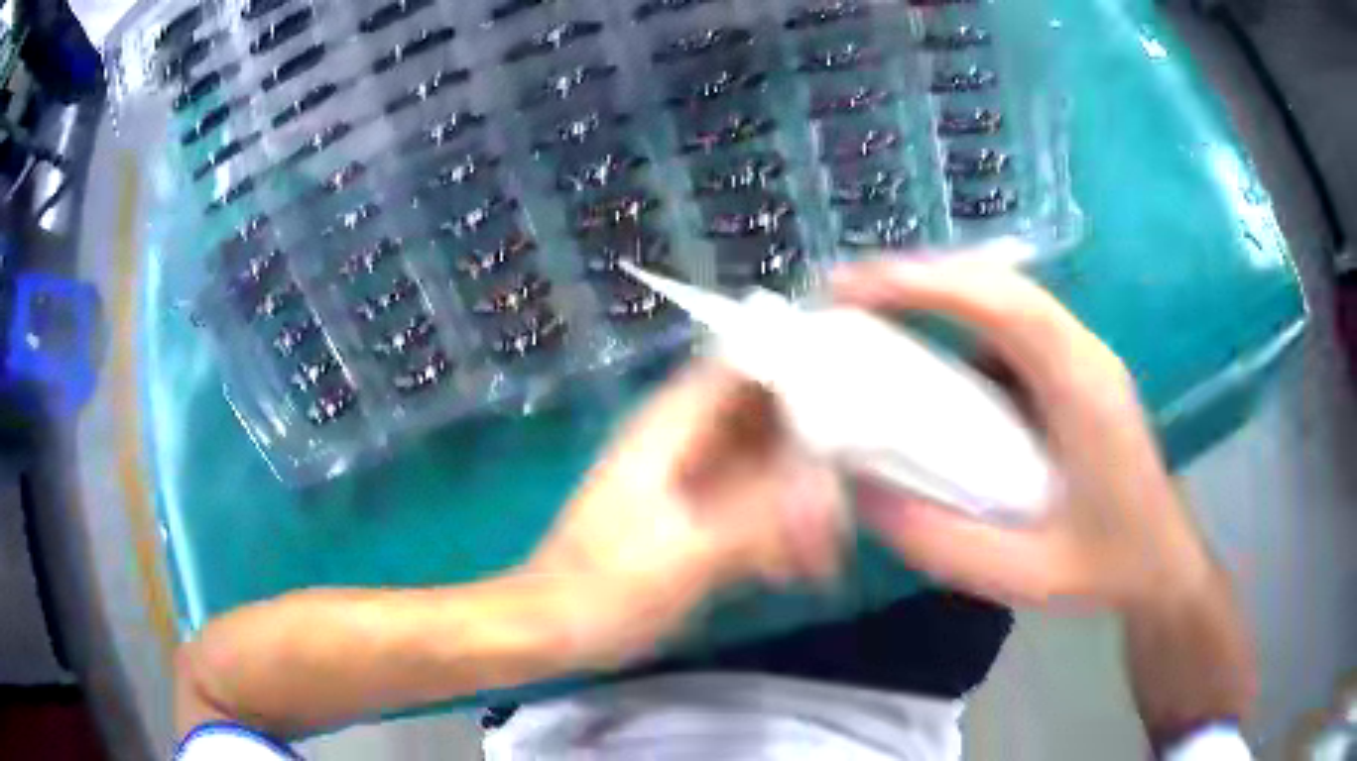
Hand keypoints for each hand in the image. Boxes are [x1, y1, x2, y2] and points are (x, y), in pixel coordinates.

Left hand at [523, 361, 843, 665]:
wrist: (556, 628)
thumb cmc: (607, 588)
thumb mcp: (687, 553)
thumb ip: (761, 516)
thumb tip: (830, 491)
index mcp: (673, 426)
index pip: (745, 362)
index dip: (801, 363)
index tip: (855, 387)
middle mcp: (686, 441)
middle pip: (767, 413)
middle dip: (815, 447)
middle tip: (855, 490)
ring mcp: (693, 480)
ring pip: (768, 464)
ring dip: (802, 500)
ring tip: (829, 549)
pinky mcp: (699, 516)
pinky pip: (756, 504)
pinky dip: (782, 529)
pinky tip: (799, 570)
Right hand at [834, 257, 1214, 611]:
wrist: (1162, 561)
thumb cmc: (1109, 566)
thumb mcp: (1027, 575)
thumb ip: (947, 543)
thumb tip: (865, 496)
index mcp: (1083, 387)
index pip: (1007, 305)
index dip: (930, 284)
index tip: (857, 289)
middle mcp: (1082, 353)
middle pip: (999, 284)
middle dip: (920, 278)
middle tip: (847, 296)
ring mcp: (1078, 357)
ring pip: (1003, 298)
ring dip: (938, 294)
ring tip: (874, 315)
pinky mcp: (1070, 372)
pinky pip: (1009, 328)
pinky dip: (959, 323)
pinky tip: (927, 353)